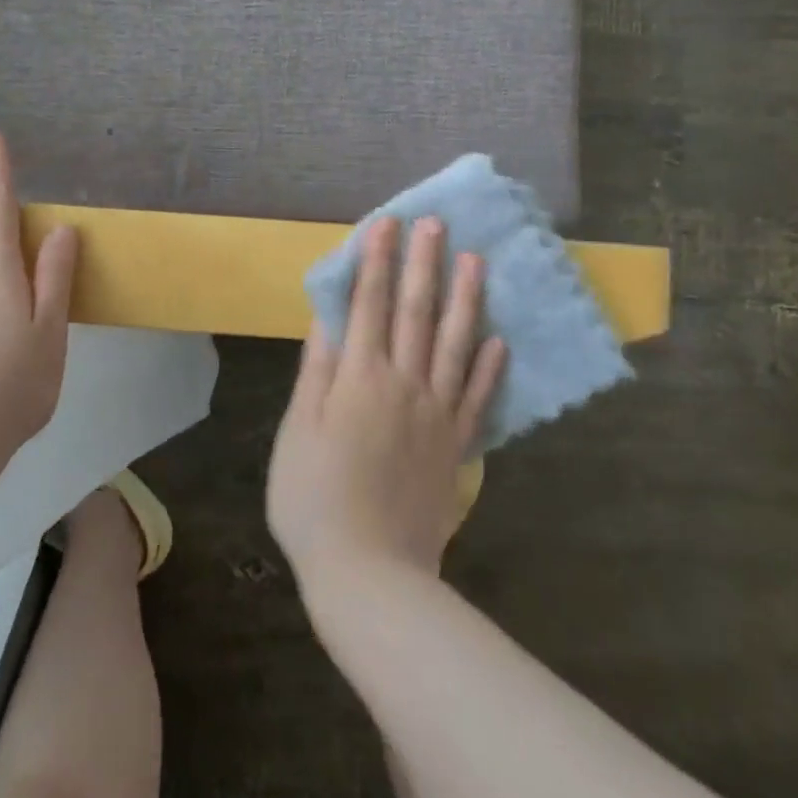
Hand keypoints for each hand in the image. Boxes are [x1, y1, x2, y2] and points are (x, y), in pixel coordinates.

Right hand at [267, 217, 506, 594]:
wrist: (370, 574)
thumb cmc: (315, 499)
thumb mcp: (298, 431)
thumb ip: (317, 371)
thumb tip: (327, 318)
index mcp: (360, 378)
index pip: (370, 304)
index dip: (377, 261)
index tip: (386, 223)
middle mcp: (404, 384)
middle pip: (417, 313)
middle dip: (424, 263)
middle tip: (435, 223)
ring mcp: (436, 415)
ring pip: (455, 345)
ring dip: (465, 299)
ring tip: (477, 261)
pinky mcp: (456, 446)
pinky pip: (477, 398)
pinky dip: (489, 367)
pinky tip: (499, 339)